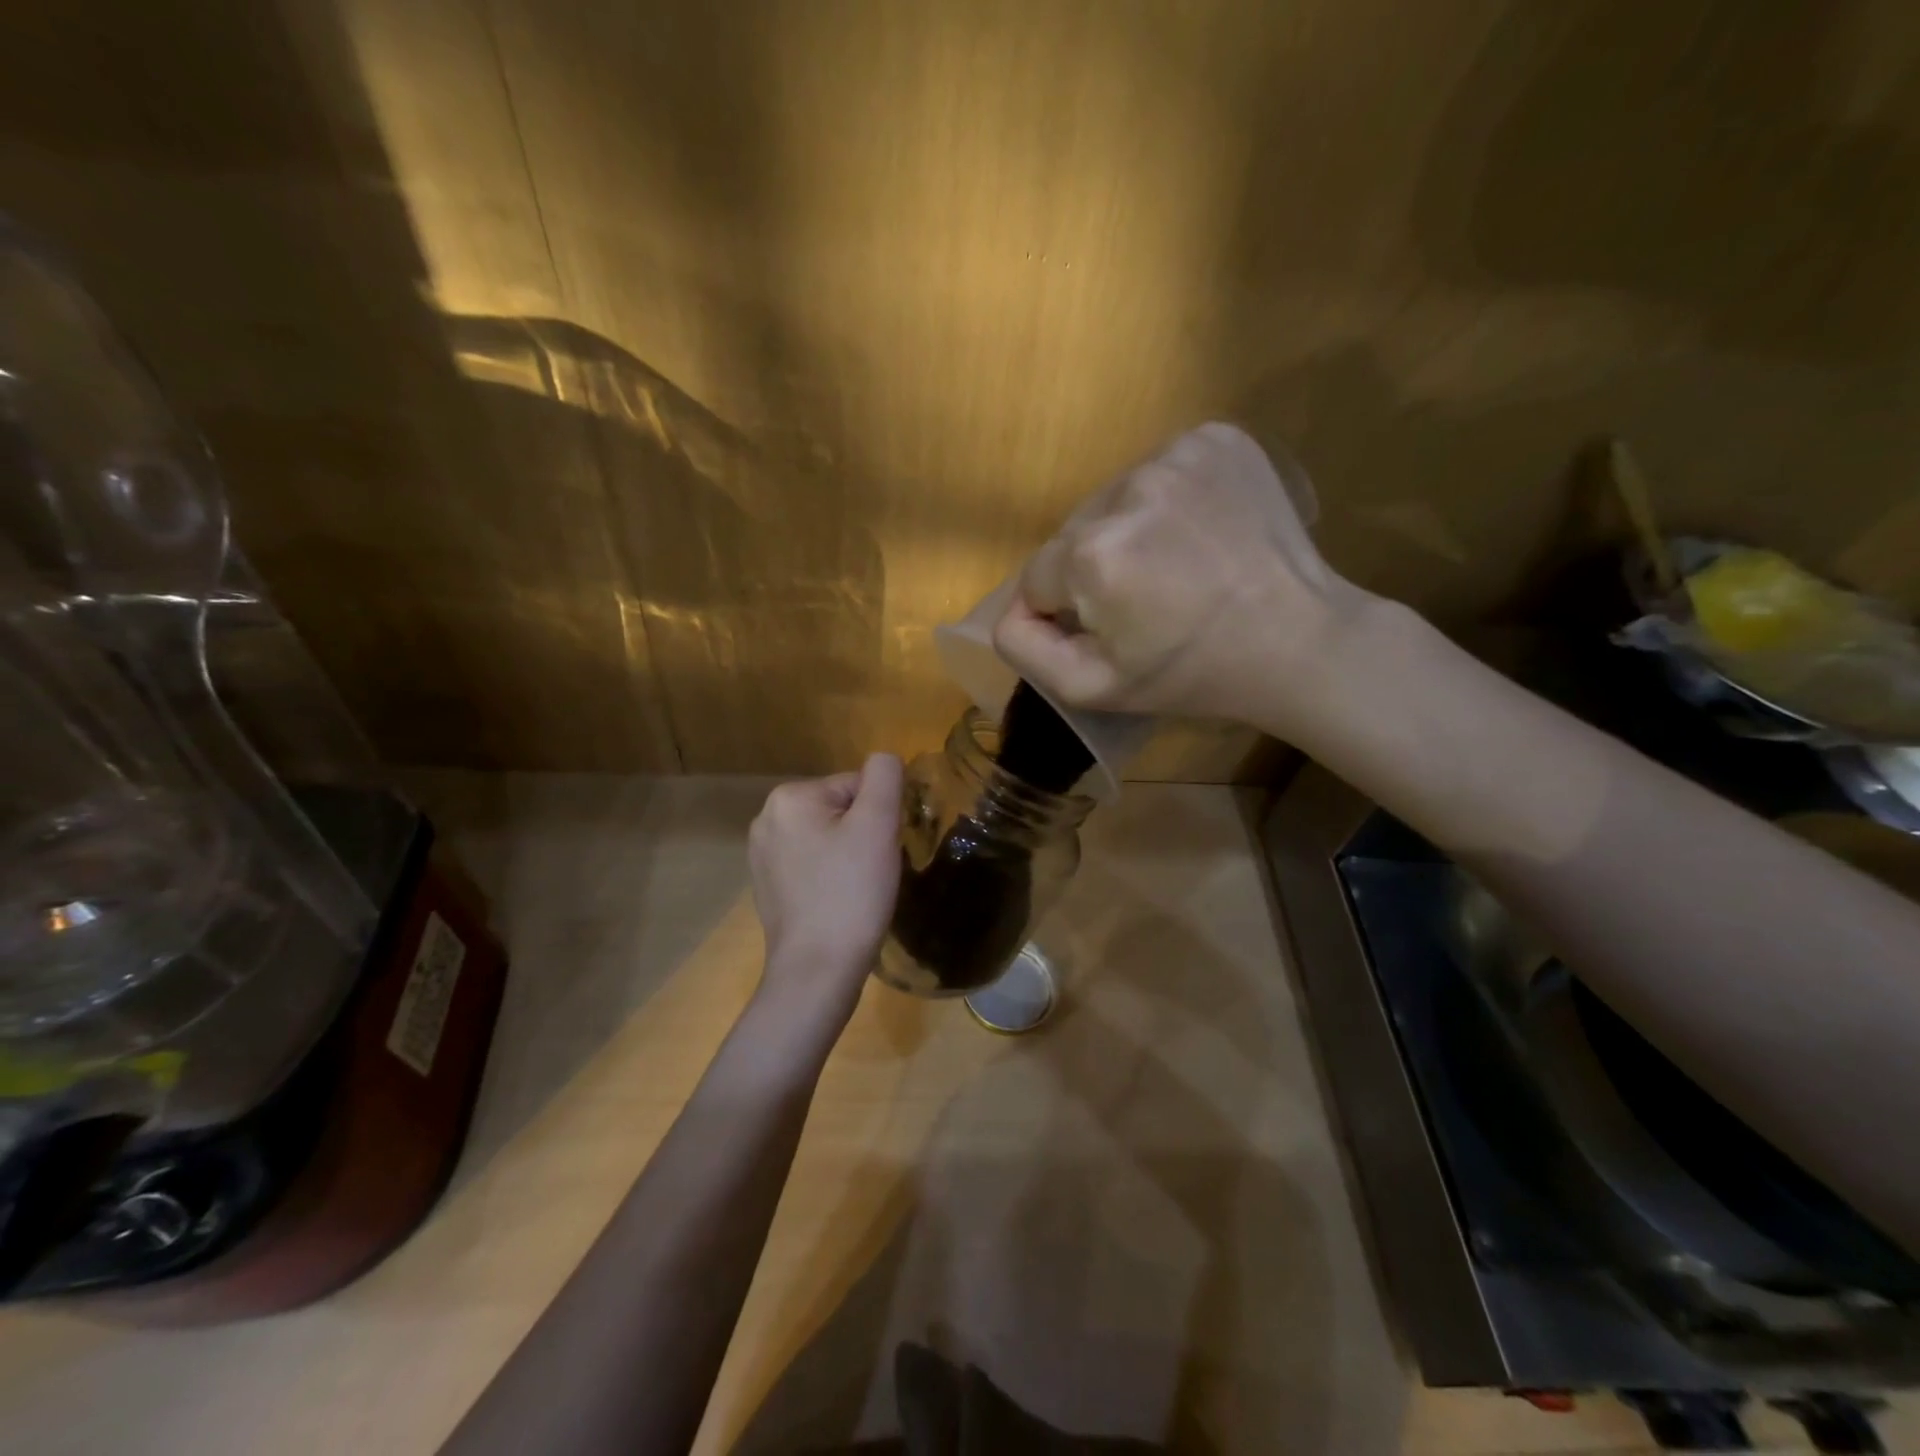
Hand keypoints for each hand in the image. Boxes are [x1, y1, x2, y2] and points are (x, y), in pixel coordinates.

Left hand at [748, 754, 904, 1027]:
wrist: (817, 970)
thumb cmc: (851, 893)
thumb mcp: (878, 825)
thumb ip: (884, 777)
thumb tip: (884, 759)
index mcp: (789, 797)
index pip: (856, 786)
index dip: (879, 816)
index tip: (880, 852)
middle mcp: (766, 819)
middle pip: (839, 810)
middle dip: (862, 835)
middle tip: (870, 872)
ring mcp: (761, 855)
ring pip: (827, 838)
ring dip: (848, 856)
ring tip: (856, 890)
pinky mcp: (767, 886)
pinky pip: (812, 865)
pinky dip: (830, 877)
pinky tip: (837, 903)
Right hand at [992, 423, 1375, 733]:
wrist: (1299, 641)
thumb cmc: (1192, 675)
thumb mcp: (1092, 688)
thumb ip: (1025, 648)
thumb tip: (1010, 609)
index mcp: (1093, 554)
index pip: (1038, 578)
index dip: (1067, 611)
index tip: (1111, 629)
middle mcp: (1127, 489)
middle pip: (1075, 532)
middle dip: (1094, 566)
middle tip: (1146, 600)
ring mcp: (1177, 455)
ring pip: (1115, 499)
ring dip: (1128, 529)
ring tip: (1175, 565)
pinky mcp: (1216, 438)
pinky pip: (1160, 469)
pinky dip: (1167, 499)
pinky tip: (1199, 531)